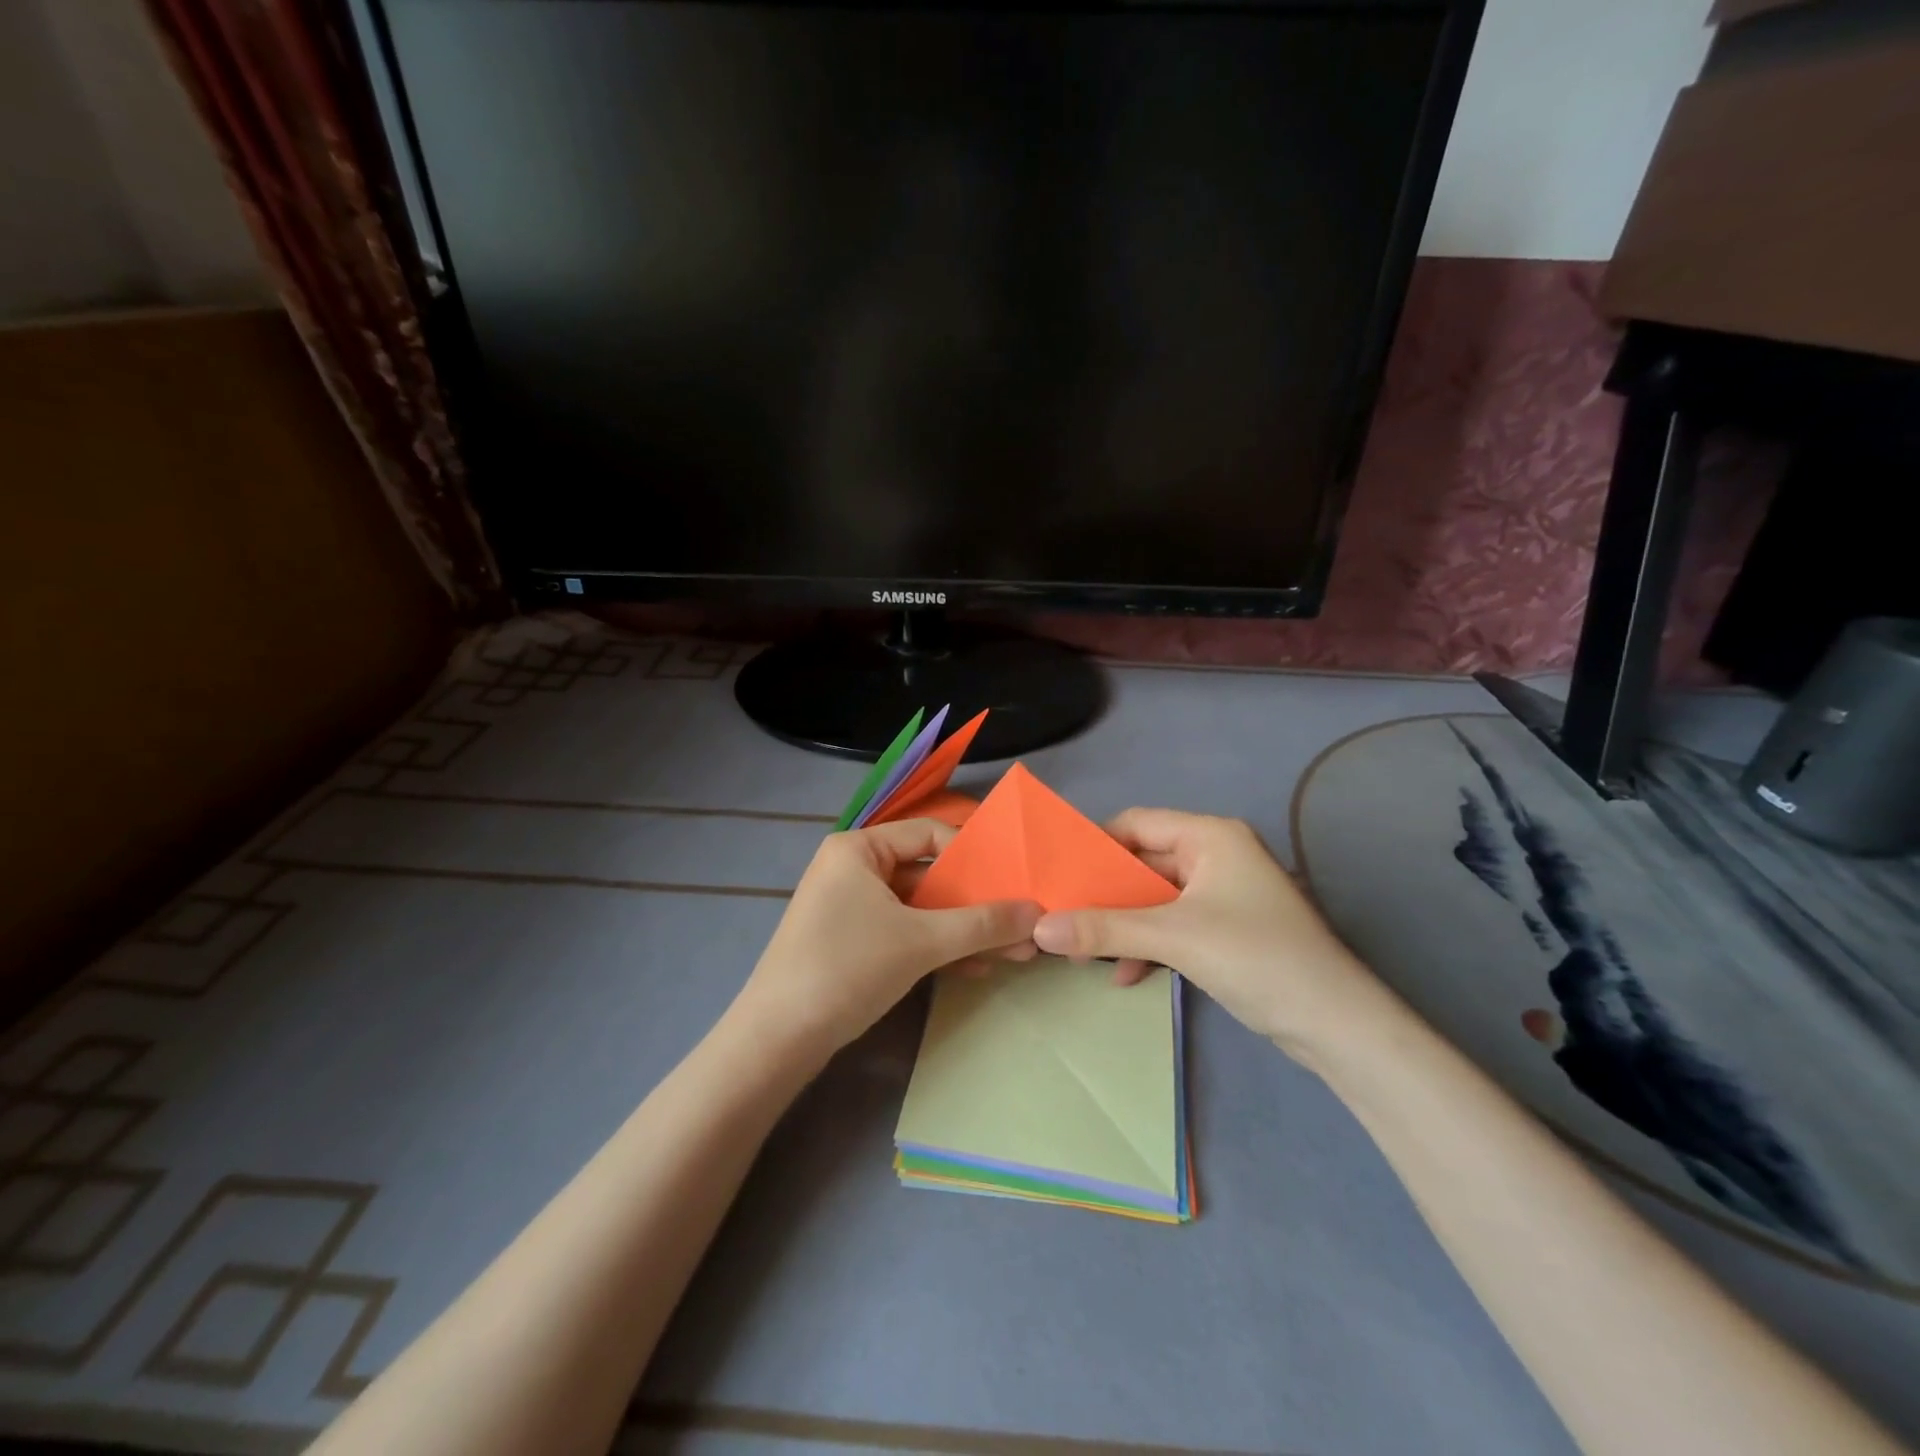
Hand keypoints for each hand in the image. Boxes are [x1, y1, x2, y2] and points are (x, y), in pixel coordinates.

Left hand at [729, 819, 1040, 1066]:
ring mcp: (850, 908)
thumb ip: (982, 924)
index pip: (929, 834)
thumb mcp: (922, 942)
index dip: (975, 855)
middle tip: (1022, 923)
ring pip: (919, 909)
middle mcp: (852, 869)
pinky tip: (975, 969)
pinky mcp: (851, 943)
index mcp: (859, 849)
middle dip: (976, 903)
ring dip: (963, 930)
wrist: (777, 1041)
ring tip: (1013, 952)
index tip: (1013, 879)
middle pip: (928, 874)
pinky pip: (904, 933)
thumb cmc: (847, 968)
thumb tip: (1038, 913)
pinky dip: (937, 948)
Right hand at [1031, 809, 1386, 1060]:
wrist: (1336, 1025)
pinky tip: (1125, 975)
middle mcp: (1215, 855)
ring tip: (1083, 954)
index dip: (1094, 844)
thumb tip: (1038, 930)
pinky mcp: (1225, 929)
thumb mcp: (1174, 938)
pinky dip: (1147, 944)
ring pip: (1154, 898)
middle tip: (1061, 917)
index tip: (1057, 873)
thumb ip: (1105, 929)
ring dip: (1122, 924)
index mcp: (1209, 836)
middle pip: (1142, 862)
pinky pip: (1172, 924)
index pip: (1135, 822)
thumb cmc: (1257, 958)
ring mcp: (1221, 894)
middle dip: (1103, 893)